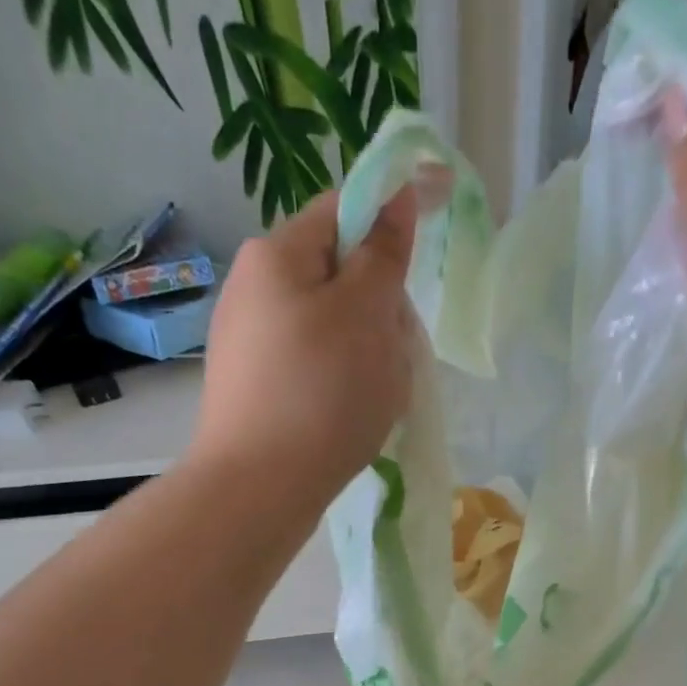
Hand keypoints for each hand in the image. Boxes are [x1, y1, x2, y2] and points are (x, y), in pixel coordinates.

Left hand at [192, 189, 418, 506]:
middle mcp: (254, 288)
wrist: (258, 489)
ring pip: (332, 330)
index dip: (394, 213)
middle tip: (397, 351)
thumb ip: (385, 252)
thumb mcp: (367, 314)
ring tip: (375, 398)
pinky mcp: (255, 389)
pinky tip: (346, 420)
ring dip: (366, 352)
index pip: (346, 209)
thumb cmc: (321, 394)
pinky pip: (313, 369)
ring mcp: (250, 342)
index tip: (437, 226)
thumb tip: (396, 196)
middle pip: (340, 276)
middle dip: (380, 307)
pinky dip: (341, 385)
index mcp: (278, 254)